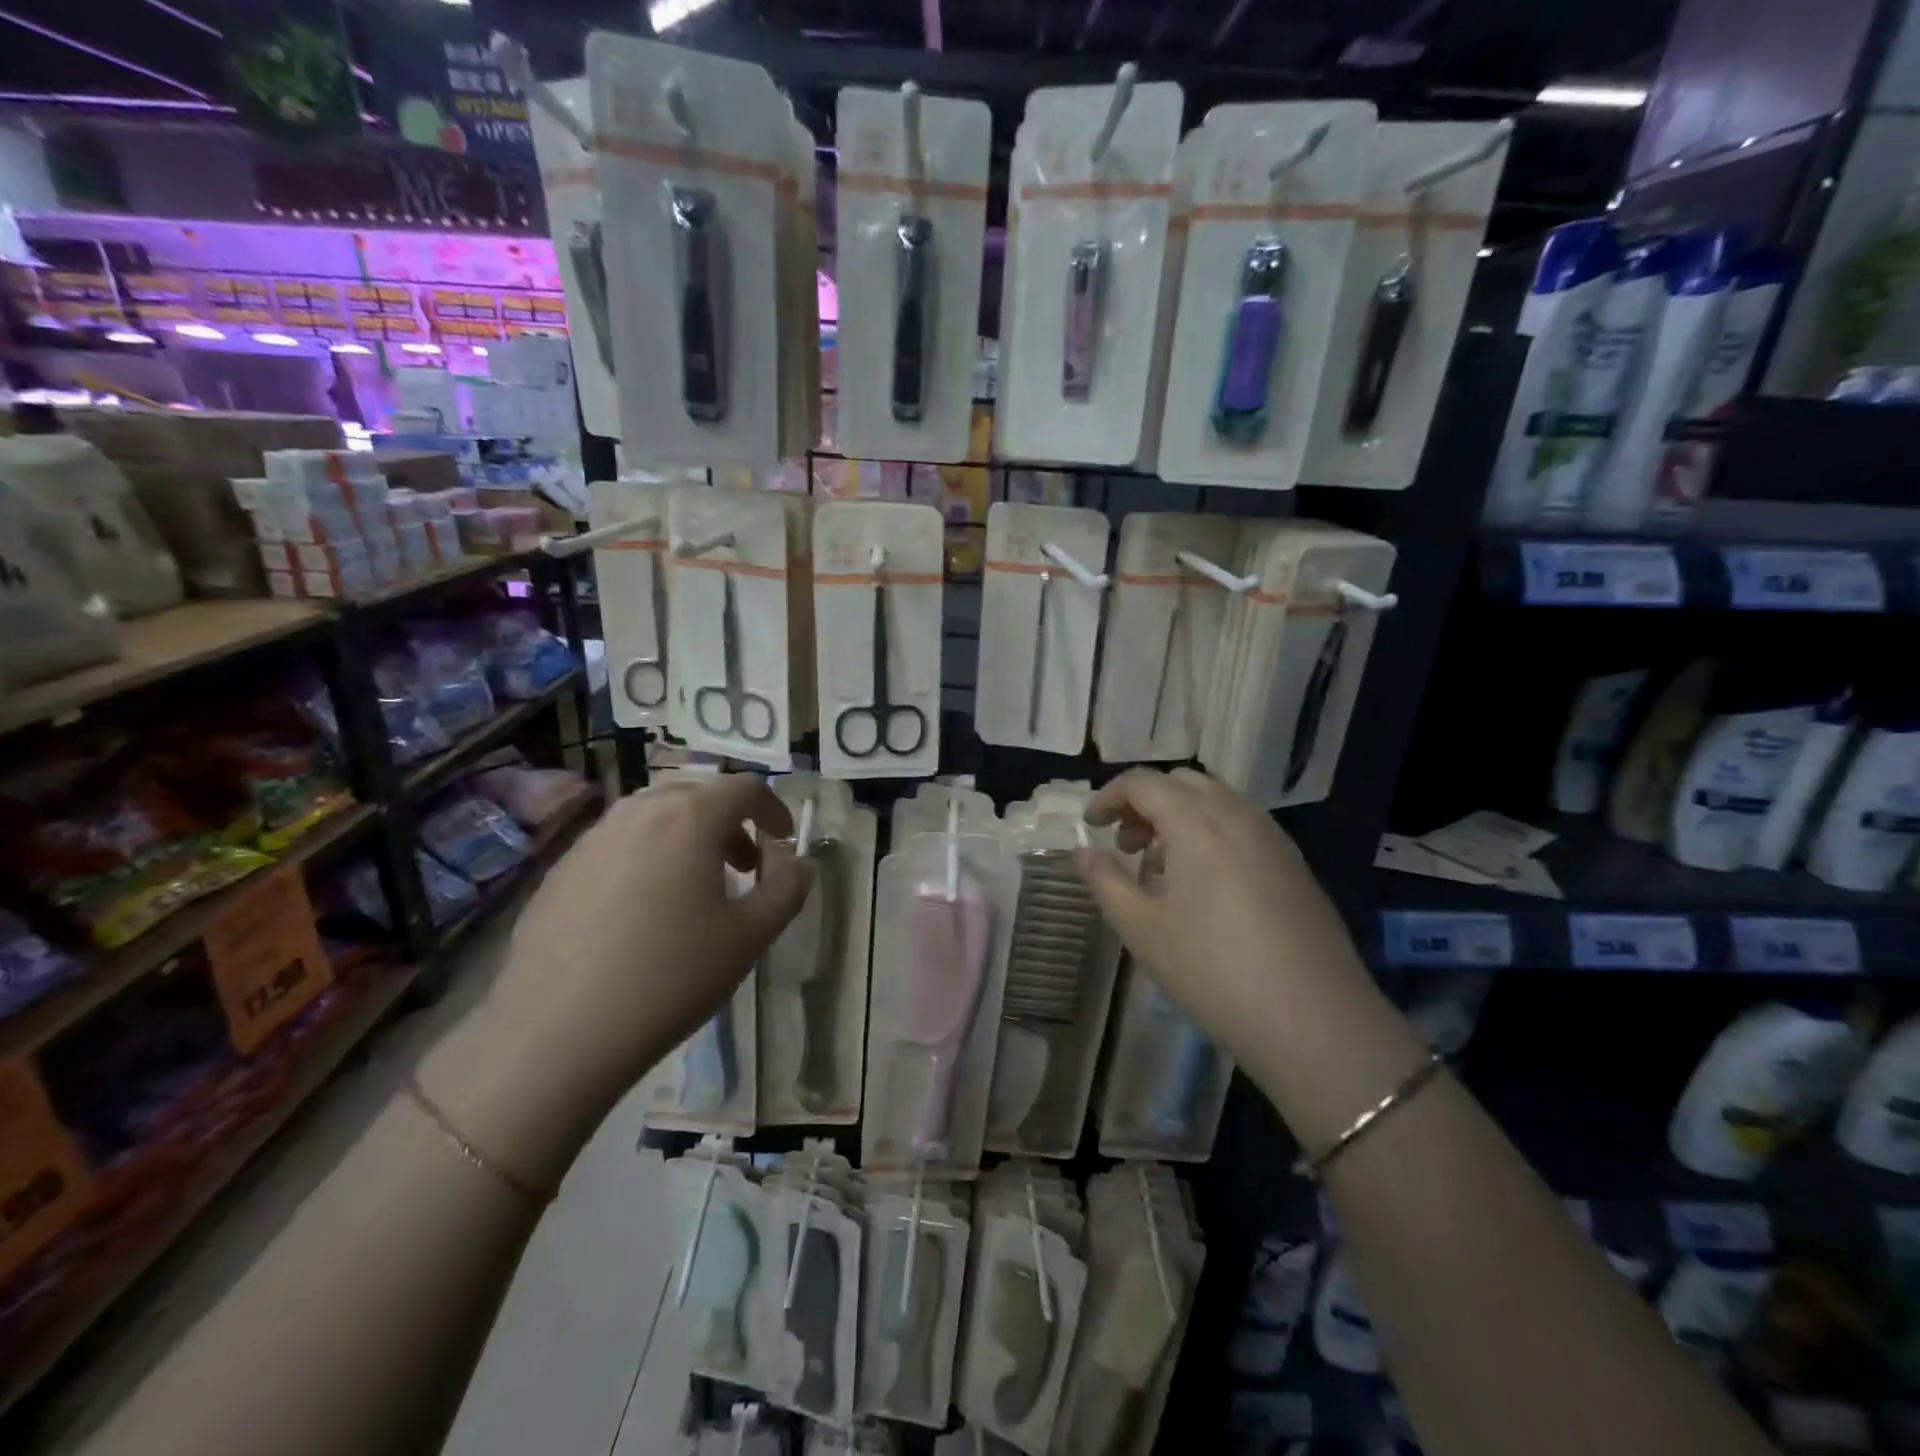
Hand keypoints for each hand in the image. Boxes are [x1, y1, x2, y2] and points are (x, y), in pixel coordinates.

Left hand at [421, 777, 813, 1188]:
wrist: (555, 1034)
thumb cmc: (670, 976)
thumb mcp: (751, 936)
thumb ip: (788, 888)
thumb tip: (798, 863)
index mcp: (690, 818)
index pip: (745, 788)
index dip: (773, 809)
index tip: (783, 843)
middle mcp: (638, 812)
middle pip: (697, 793)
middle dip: (730, 821)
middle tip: (744, 867)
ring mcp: (592, 838)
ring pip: (653, 814)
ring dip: (688, 835)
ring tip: (696, 887)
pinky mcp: (560, 870)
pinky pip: (618, 842)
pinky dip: (648, 855)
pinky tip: (643, 911)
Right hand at [1074, 768, 1421, 1143]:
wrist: (1315, 1020)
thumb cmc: (1212, 970)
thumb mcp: (1141, 928)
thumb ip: (1105, 880)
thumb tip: (1084, 852)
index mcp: (1197, 822)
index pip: (1144, 782)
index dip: (1110, 796)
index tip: (1091, 826)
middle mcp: (1238, 816)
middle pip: (1183, 782)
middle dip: (1145, 802)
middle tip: (1125, 843)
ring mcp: (1273, 838)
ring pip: (1216, 802)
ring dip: (1179, 817)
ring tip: (1160, 868)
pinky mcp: (1294, 865)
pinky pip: (1242, 826)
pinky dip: (1211, 833)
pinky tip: (1204, 886)